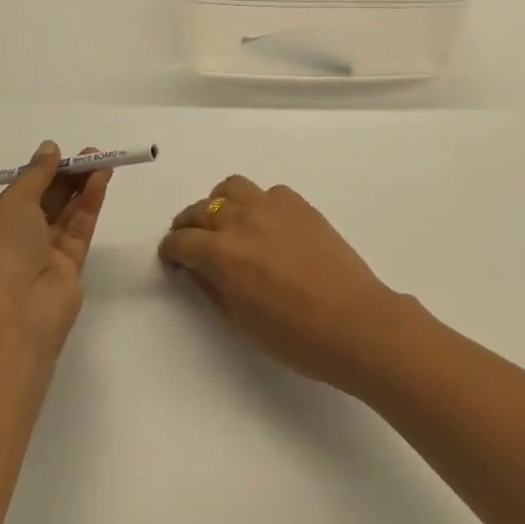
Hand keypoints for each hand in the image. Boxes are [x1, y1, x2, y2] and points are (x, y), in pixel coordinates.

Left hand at [0, 142, 110, 349]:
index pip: (15, 195)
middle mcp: (11, 243)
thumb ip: (36, 173)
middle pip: (44, 202)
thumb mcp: (13, 201)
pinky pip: (79, 228)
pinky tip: (101, 179)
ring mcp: (41, 257)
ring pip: (65, 214)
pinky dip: (89, 203)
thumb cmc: (0, 249)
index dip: (38, 173)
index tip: (58, 155)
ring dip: (81, 186)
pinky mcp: (68, 268)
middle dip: (65, 176)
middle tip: (90, 154)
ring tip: (102, 160)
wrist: (15, 311)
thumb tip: (49, 147)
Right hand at [158, 177, 409, 390]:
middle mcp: (241, 220)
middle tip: (192, 242)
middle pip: (201, 209)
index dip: (170, 251)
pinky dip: (258, 204)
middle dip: (189, 225)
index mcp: (222, 253)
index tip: (171, 259)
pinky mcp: (299, 204)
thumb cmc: (294, 336)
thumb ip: (212, 286)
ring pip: (232, 188)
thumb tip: (196, 267)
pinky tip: (267, 226)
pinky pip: (268, 193)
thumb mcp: (240, 320)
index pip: (181, 241)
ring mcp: (272, 206)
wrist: (354, 321)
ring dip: (220, 203)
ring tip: (225, 223)